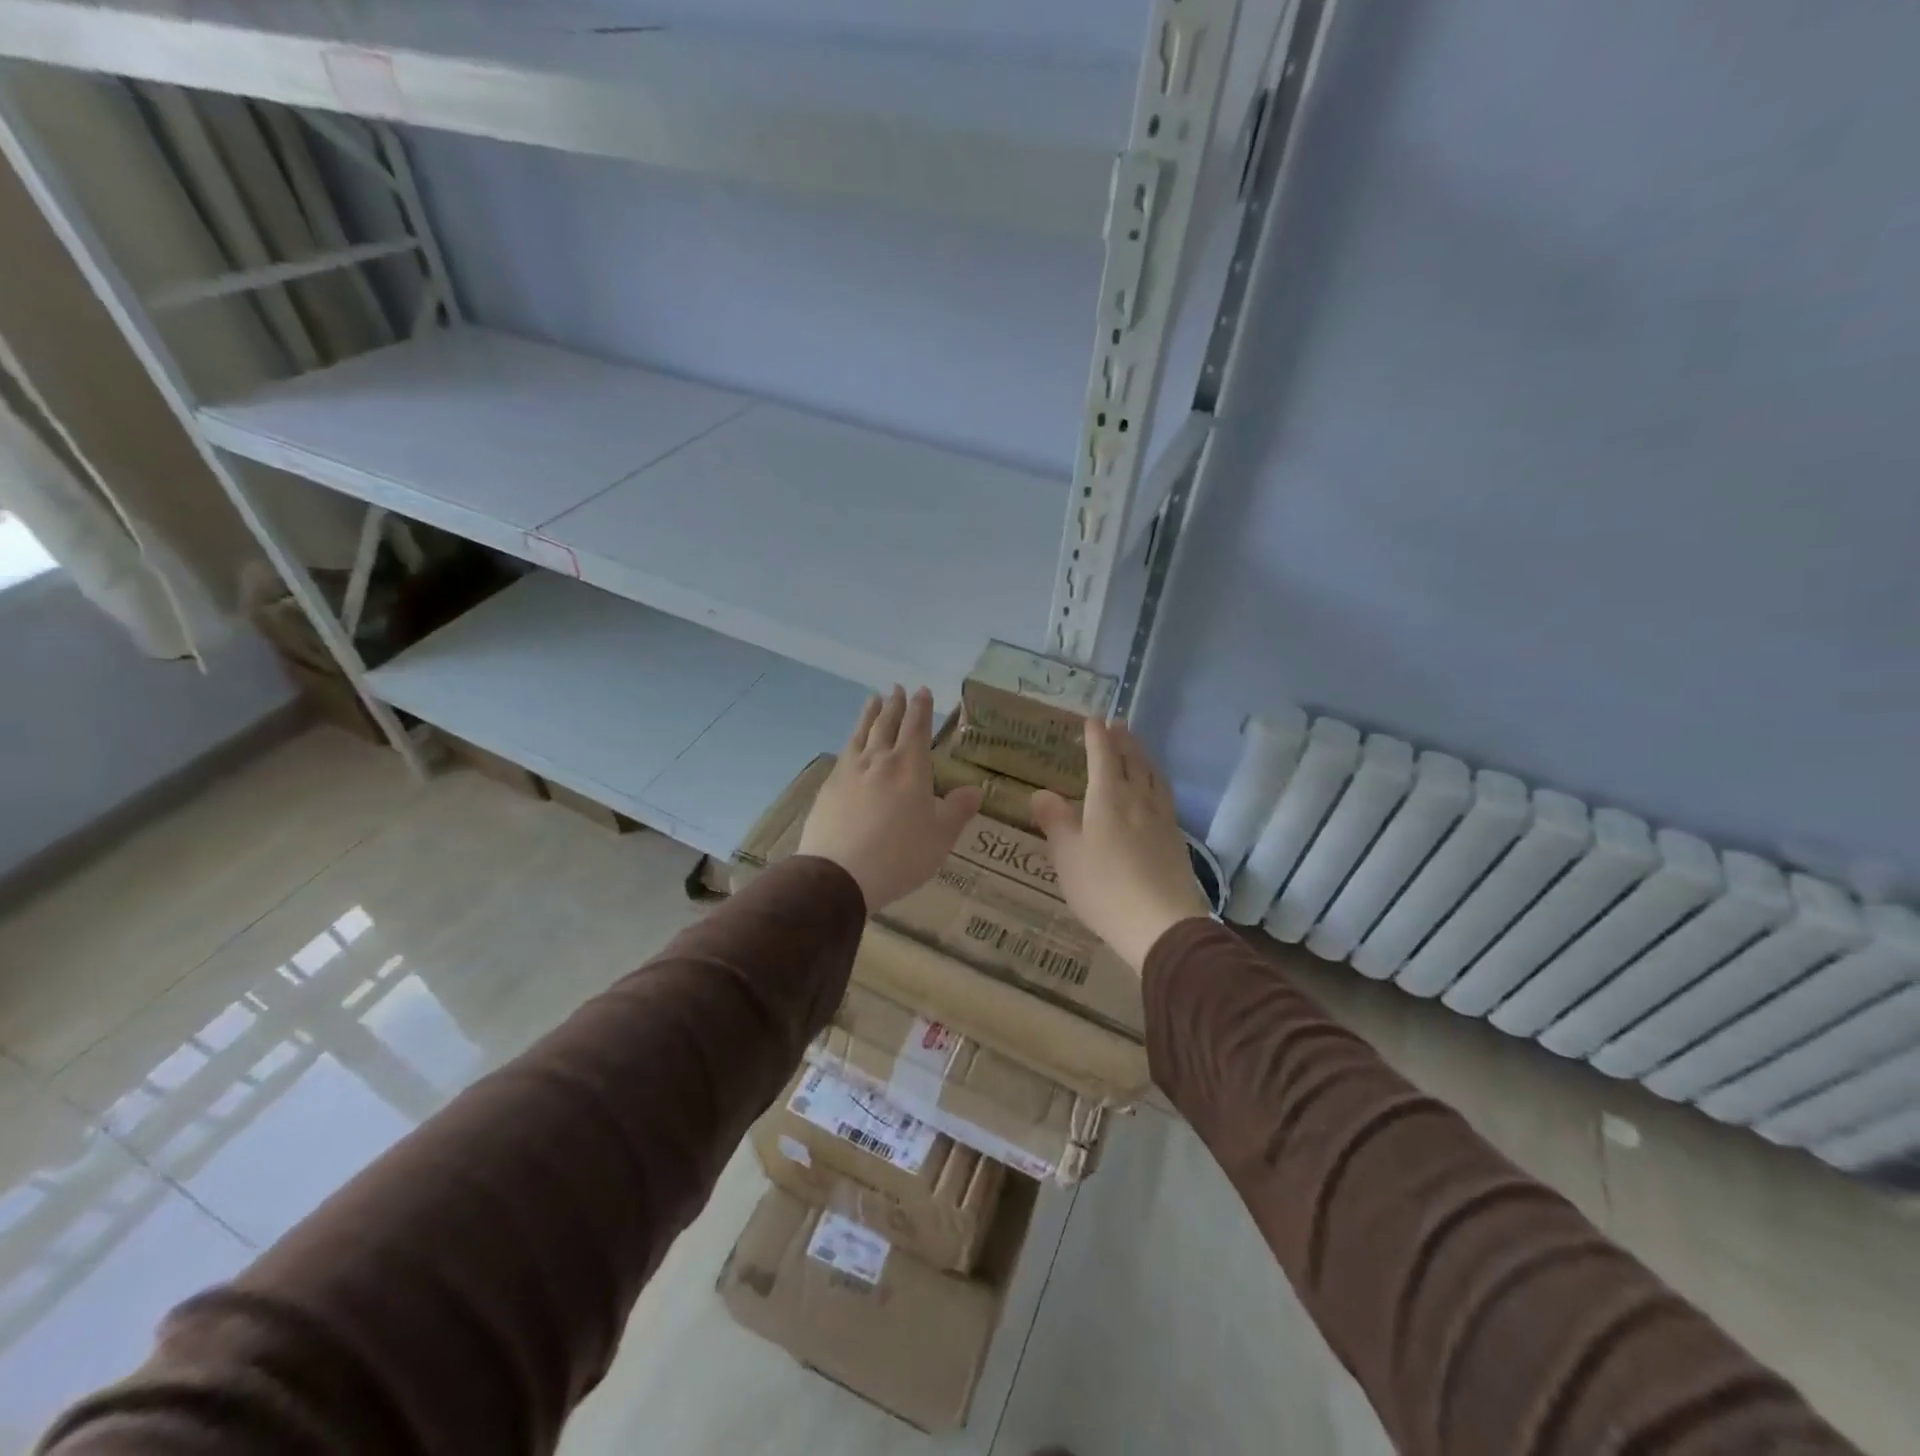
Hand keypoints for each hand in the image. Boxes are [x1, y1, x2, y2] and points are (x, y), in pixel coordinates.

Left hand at [798, 686, 982, 911]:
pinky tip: (850, 745)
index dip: (921, 708)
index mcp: (909, 766)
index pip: (917, 727)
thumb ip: (957, 810)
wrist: (839, 875)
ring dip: (869, 715)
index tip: (922, 691)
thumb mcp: (940, 836)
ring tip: (872, 700)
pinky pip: (844, 754)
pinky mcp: (829, 788)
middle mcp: (878, 760)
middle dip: (894, 705)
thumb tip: (975, 790)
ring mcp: (849, 772)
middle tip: (897, 688)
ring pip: (861, 734)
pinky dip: (851, 741)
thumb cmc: (900, 855)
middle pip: (886, 724)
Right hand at [1031, 718, 1210, 971]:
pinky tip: (1155, 793)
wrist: (1161, 924)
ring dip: (1144, 757)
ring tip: (1138, 750)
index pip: (1103, 756)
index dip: (1097, 736)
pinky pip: (1164, 796)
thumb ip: (1055, 821)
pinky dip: (1156, 782)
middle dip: (1123, 740)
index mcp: (1108, 798)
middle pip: (1133, 761)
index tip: (1093, 719)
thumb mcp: (1067, 856)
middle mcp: (1138, 799)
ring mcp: (1162, 819)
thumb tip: (1040, 793)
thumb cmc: (1104, 887)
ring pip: (1153, 777)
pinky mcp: (1176, 839)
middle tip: (1118, 724)